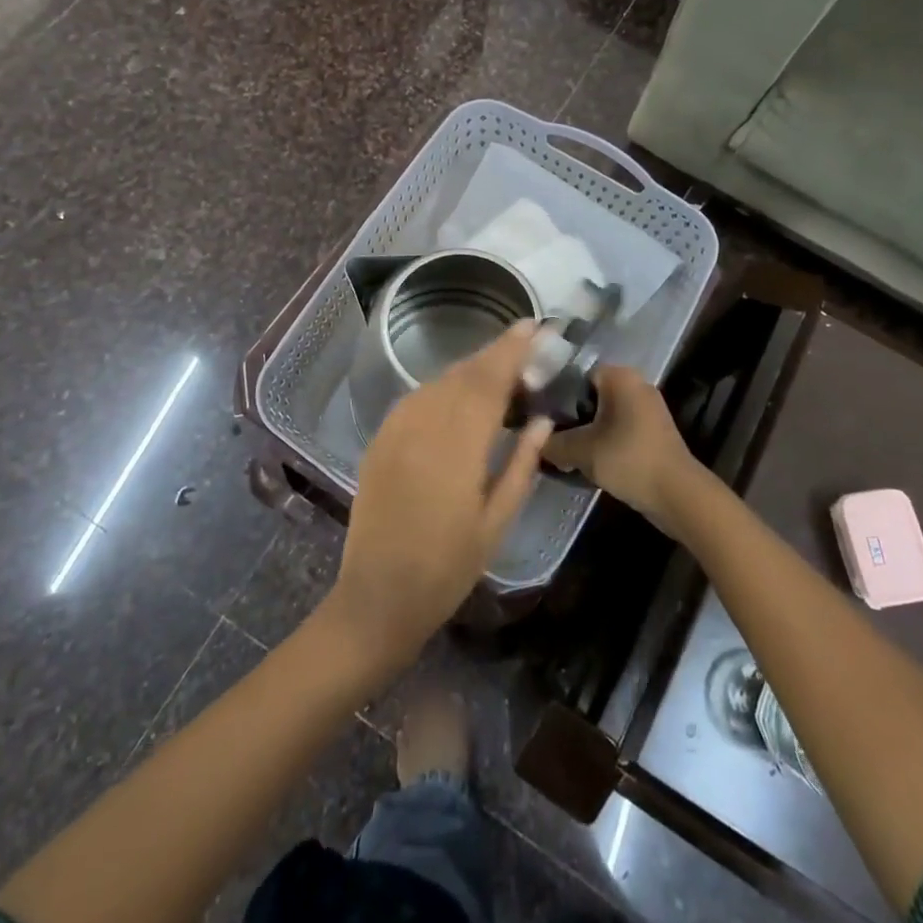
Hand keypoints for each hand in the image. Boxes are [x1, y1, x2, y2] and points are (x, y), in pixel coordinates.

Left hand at [326, 321, 551, 666]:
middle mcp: (423, 425)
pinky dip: (442, 387)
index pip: (489, 381)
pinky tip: (457, 395)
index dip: (512, 350)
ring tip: (497, 368)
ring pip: (438, 382)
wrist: (378, 596)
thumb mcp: (497, 522)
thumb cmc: (448, 567)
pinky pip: (416, 399)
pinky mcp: (380, 441)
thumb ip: (522, 464)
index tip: (534, 327)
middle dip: (495, 353)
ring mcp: (396, 430)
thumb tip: (543, 420)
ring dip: (469, 369)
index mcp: (458, 445)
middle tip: (524, 341)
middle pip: (463, 374)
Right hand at [543, 364, 696, 532]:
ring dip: (584, 431)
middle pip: (589, 395)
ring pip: (603, 414)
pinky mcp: (652, 432)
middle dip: (568, 415)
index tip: (537, 415)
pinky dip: (602, 441)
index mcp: (620, 376)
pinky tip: (585, 460)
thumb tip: (532, 441)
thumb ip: (552, 442)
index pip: (576, 374)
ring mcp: (647, 409)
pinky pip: (618, 428)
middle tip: (546, 435)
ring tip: (561, 450)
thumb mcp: (580, 450)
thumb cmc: (628, 459)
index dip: (554, 393)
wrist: (677, 494)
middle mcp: (636, 384)